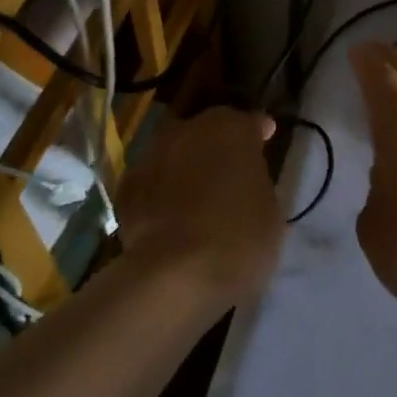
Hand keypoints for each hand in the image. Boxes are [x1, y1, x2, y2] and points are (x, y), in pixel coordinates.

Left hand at [116, 107, 283, 303]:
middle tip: (229, 169)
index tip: (266, 137)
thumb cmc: (237, 239)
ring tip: (196, 193)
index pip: (249, 122)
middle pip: (207, 131)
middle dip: (217, 145)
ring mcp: (152, 155)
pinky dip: (161, 191)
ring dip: (186, 166)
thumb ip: (256, 182)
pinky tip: (169, 215)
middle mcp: (188, 130)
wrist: (173, 274)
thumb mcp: (270, 211)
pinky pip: (153, 181)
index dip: (258, 131)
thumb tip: (245, 178)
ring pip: (176, 152)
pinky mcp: (126, 186)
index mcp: (231, 129)